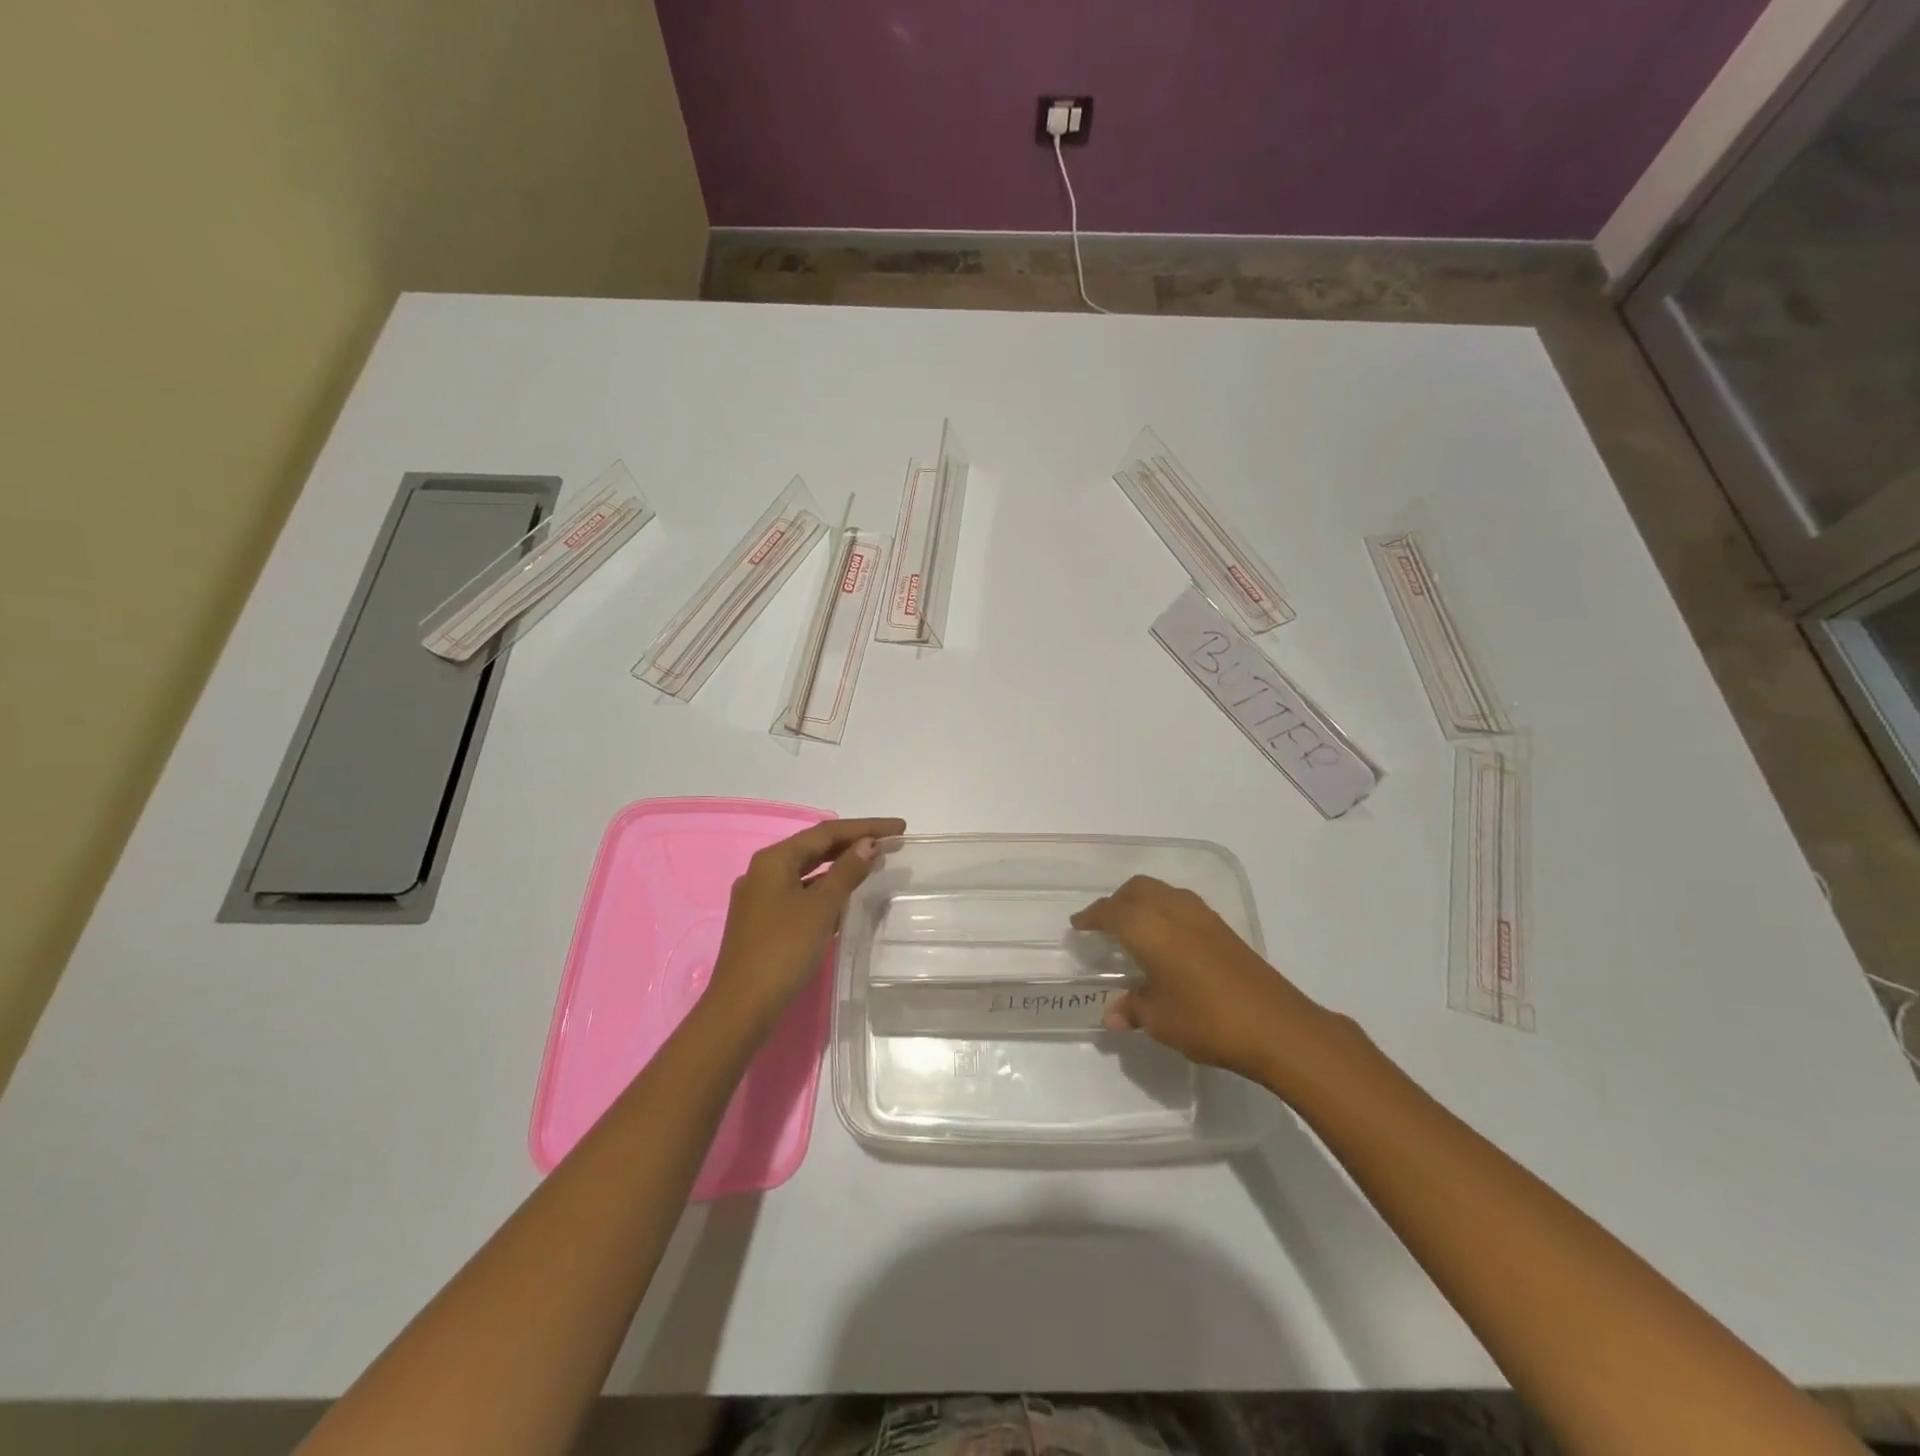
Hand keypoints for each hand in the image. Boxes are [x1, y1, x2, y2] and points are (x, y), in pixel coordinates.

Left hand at [705, 817, 905, 1035]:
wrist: (742, 1006)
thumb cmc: (783, 950)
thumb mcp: (821, 908)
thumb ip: (847, 872)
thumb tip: (869, 844)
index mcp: (774, 860)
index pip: (827, 832)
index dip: (866, 827)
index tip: (900, 828)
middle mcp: (764, 871)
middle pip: (816, 848)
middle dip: (854, 844)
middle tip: (892, 843)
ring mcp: (761, 897)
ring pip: (808, 872)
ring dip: (841, 868)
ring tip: (875, 866)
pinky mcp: (764, 921)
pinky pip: (801, 894)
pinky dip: (826, 891)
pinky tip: (847, 900)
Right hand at [1071, 875, 1325, 1079]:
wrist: (1277, 1027)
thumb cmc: (1207, 1021)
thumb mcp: (1161, 1021)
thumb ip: (1134, 1009)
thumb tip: (1112, 1014)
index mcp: (1150, 928)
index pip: (1111, 912)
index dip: (1092, 917)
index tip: (1078, 925)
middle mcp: (1173, 911)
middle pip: (1137, 889)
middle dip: (1117, 901)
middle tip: (1104, 924)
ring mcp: (1203, 917)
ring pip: (1162, 892)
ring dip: (1142, 901)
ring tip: (1134, 928)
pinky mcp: (1224, 929)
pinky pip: (1182, 905)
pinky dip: (1164, 911)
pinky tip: (1167, 940)